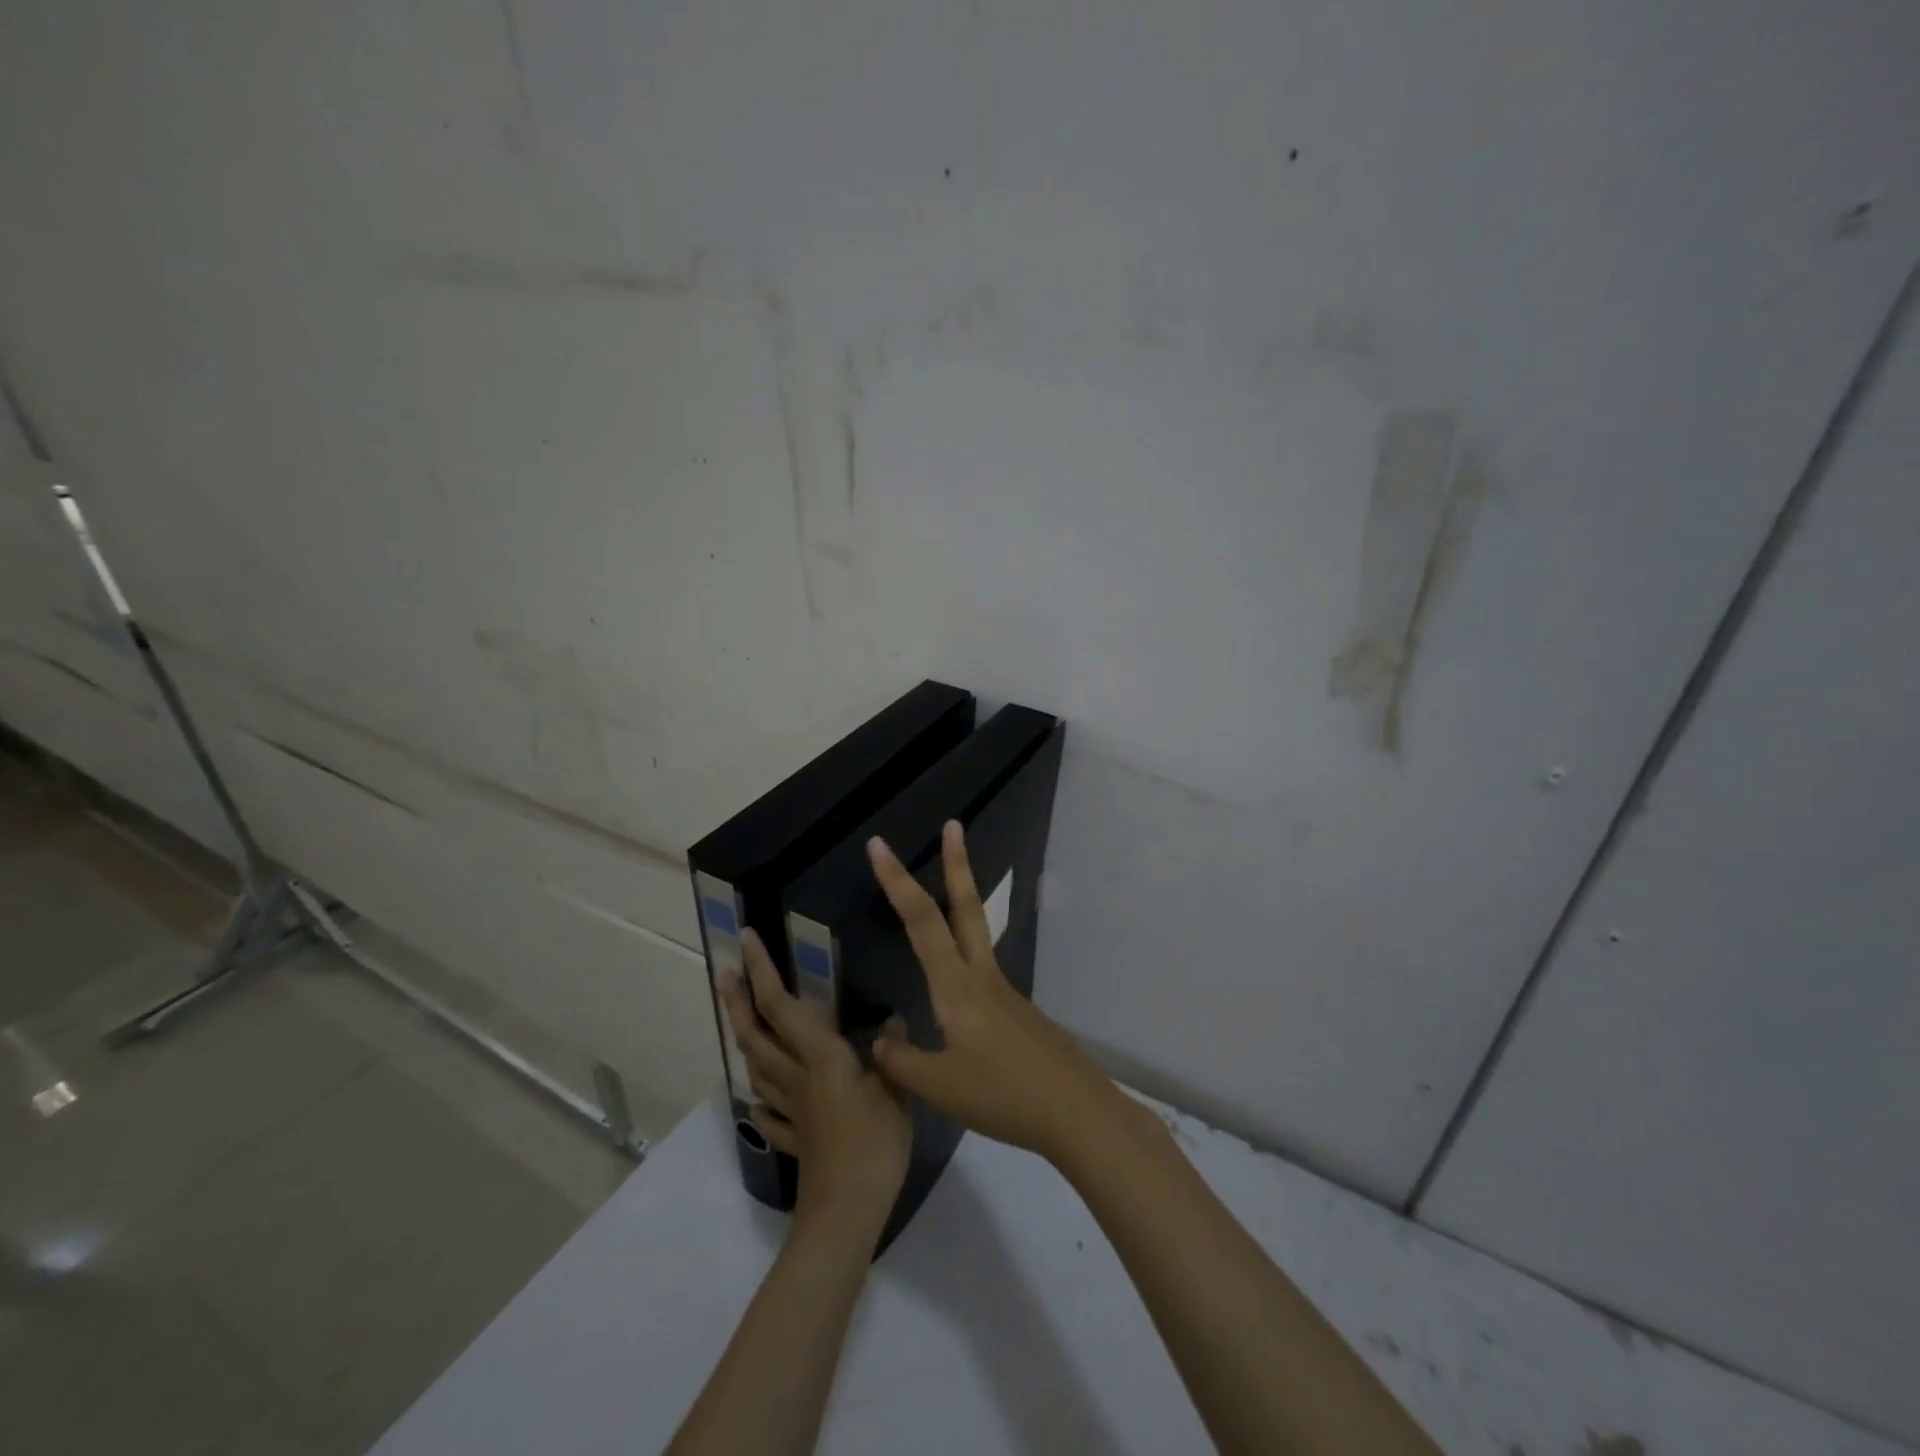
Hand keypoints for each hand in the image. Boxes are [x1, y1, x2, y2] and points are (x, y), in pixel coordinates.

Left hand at [721, 929, 912, 1232]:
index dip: (761, 970)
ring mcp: (791, 1109)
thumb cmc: (874, 1143)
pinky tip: (760, 1100)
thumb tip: (893, 1021)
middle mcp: (796, 1075)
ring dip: (745, 1039)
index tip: (745, 939)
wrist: (847, 1212)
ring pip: (757, 1068)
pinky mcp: (795, 1138)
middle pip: (757, 1034)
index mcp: (819, 1056)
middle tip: (723, 974)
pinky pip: (770, 1113)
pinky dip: (761, 1100)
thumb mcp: (896, 1090)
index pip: (781, 1004)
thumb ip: (892, 1053)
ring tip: (742, 1022)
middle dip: (737, 1001)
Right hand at [867, 822, 1119, 1165]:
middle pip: (966, 906)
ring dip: (962, 898)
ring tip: (949, 882)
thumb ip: (901, 1062)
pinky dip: (965, 952)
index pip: (921, 920)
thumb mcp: (940, 1088)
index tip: (879, 845)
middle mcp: (982, 976)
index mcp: (957, 987)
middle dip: (956, 863)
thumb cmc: (1004, 1096)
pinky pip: (982, 969)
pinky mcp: (1018, 1011)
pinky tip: (956, 991)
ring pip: (977, 931)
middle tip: (953, 825)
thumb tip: (880, 1042)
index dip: (896, 881)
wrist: (1077, 1112)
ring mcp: (1005, 991)